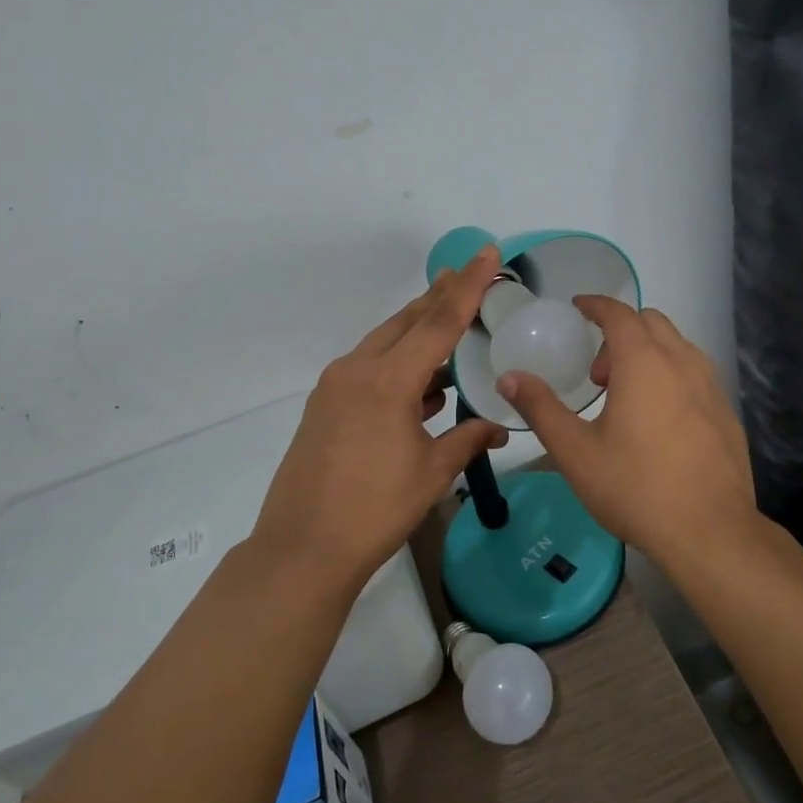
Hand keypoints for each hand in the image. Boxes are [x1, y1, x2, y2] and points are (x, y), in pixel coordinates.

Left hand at [251, 245, 509, 587]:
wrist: (303, 548)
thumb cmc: (375, 510)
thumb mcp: (431, 473)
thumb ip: (468, 439)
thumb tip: (499, 428)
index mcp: (387, 380)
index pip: (438, 322)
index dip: (468, 287)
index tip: (486, 253)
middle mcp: (357, 370)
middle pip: (406, 321)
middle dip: (439, 296)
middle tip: (467, 272)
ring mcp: (335, 387)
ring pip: (384, 342)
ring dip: (417, 329)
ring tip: (448, 317)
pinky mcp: (325, 405)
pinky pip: (369, 367)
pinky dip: (398, 362)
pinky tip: (421, 380)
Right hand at [497, 297, 754, 564]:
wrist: (710, 533)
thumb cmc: (635, 487)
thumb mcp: (575, 451)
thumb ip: (540, 408)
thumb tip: (509, 377)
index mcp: (643, 363)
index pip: (619, 313)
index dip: (596, 305)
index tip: (578, 307)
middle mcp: (682, 363)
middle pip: (651, 322)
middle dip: (620, 333)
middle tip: (598, 374)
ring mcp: (711, 387)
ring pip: (678, 347)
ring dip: (648, 353)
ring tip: (626, 397)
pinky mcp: (727, 413)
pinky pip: (696, 375)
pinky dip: (672, 376)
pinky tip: (660, 422)